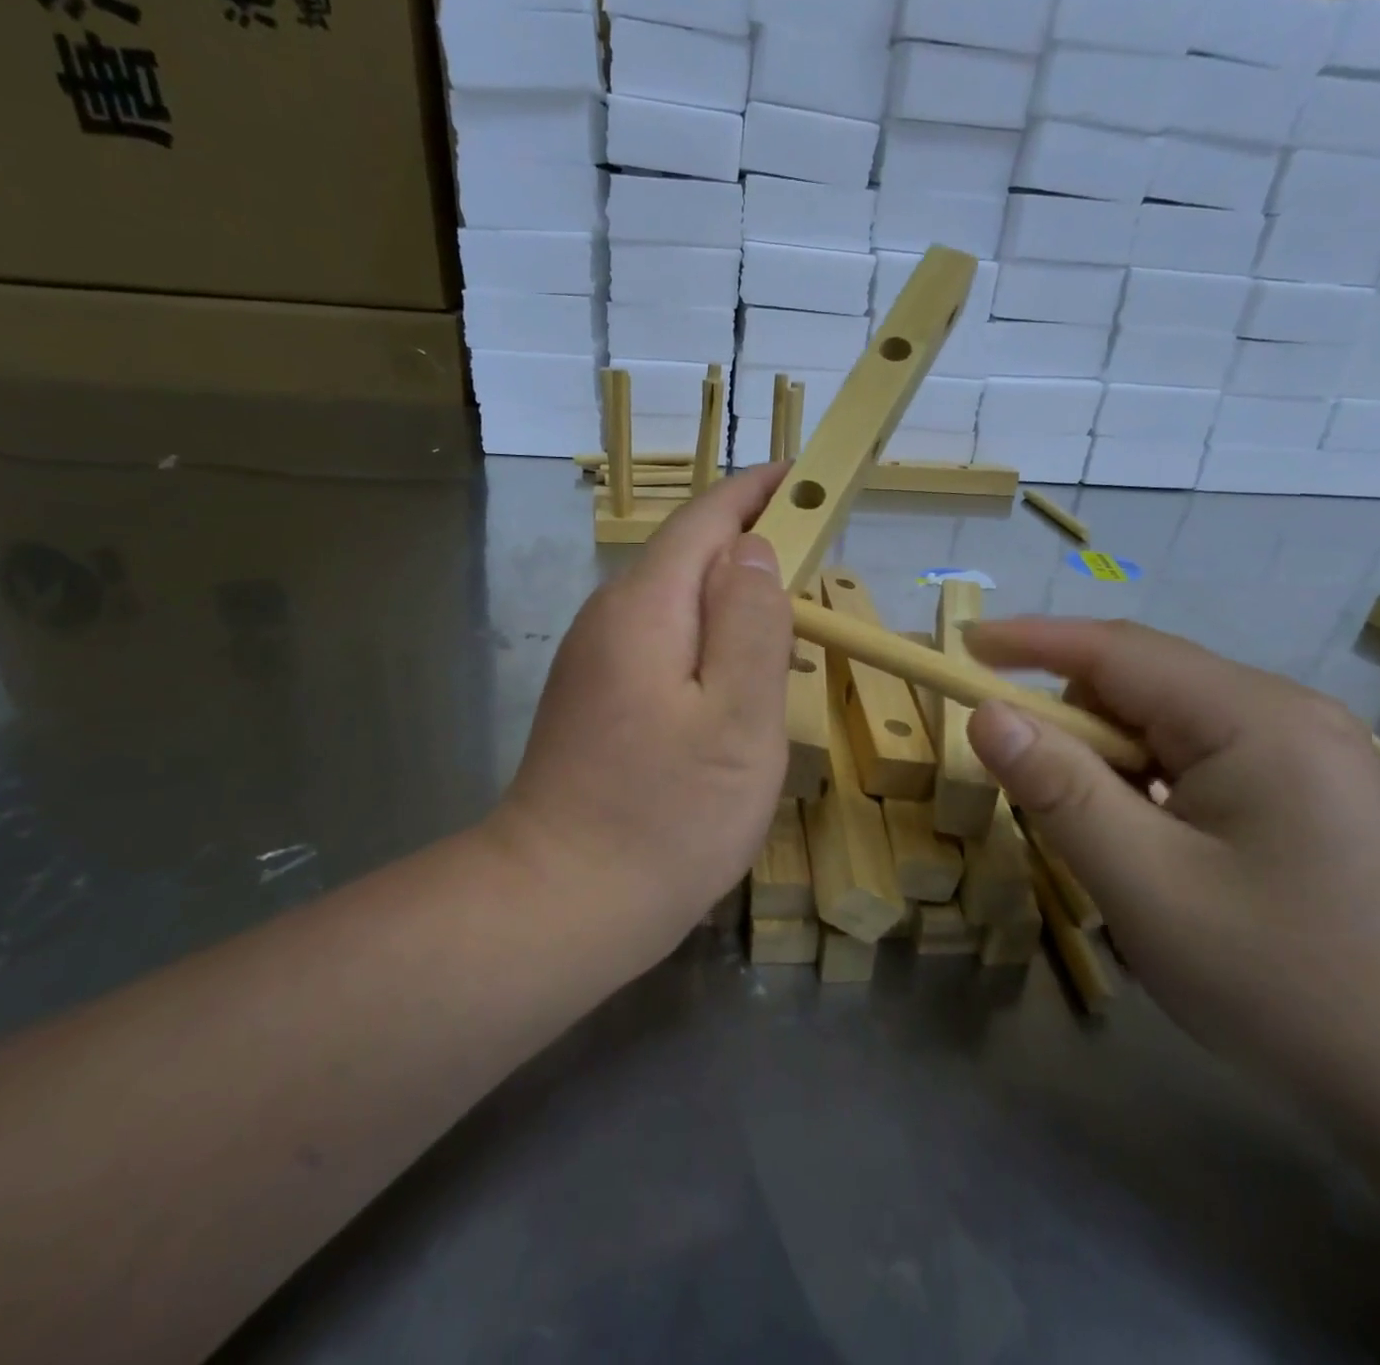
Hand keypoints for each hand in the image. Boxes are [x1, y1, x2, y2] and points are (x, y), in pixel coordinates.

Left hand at [491, 466, 793, 958]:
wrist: (561, 903)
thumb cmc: (666, 816)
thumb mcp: (737, 719)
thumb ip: (750, 623)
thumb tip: (754, 550)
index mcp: (645, 608)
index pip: (705, 521)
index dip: (756, 493)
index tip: (804, 477)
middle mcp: (610, 619)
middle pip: (687, 557)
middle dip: (751, 547)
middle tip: (817, 563)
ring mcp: (595, 662)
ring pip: (676, 604)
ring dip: (732, 600)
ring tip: (790, 625)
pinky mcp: (596, 699)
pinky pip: (662, 644)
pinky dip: (707, 641)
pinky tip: (737, 682)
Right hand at [964, 618, 1379, 1099]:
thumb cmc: (1284, 983)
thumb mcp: (1147, 886)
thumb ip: (1059, 791)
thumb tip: (987, 715)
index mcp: (1256, 718)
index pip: (1118, 651)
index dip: (1031, 640)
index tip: (962, 645)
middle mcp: (1282, 713)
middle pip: (1141, 682)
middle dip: (1065, 713)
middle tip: (1011, 765)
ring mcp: (1297, 750)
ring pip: (1161, 721)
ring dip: (1102, 755)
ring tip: (1082, 822)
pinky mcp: (1297, 787)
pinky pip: (1189, 755)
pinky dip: (1138, 779)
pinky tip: (1140, 836)